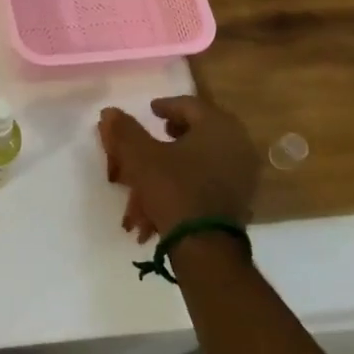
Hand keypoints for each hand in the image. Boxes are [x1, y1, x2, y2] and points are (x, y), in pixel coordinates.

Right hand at [98, 96, 260, 243]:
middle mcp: (238, 145)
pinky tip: (162, 198)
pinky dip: (185, 183)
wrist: (206, 247)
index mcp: (219, 126)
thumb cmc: (174, 189)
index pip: (189, 105)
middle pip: (199, 131)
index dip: (166, 106)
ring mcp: (243, 175)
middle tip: (155, 136)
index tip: (150, 111)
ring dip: (173, 164)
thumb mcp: (140, 156)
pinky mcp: (240, 200)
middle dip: (171, 135)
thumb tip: (110, 112)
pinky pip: (207, 181)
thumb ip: (125, 131)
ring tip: (150, 175)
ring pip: (200, 160)